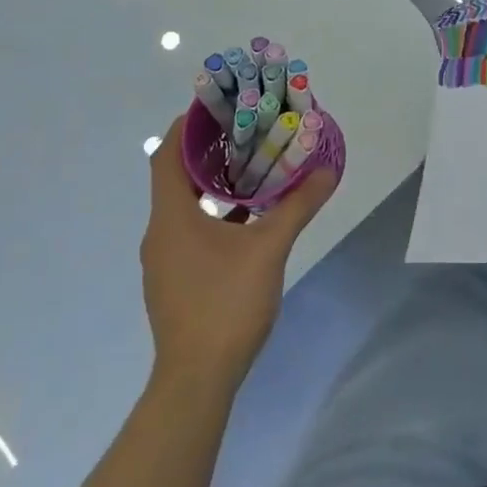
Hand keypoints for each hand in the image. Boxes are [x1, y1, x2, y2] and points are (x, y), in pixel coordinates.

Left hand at [141, 116, 336, 391]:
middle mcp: (160, 232)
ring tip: (252, 166)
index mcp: (171, 216)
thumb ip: (297, 206)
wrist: (197, 380)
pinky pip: (190, 230)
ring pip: (184, 205)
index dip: (187, 126)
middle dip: (208, 150)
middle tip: (245, 130)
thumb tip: (327, 170)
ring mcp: (165, 259)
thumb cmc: (226, 304)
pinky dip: (214, 213)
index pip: (166, 154)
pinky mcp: (175, 280)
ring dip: (213, 183)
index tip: (217, 106)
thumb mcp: (269, 249)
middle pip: (175, 176)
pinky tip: (248, 217)